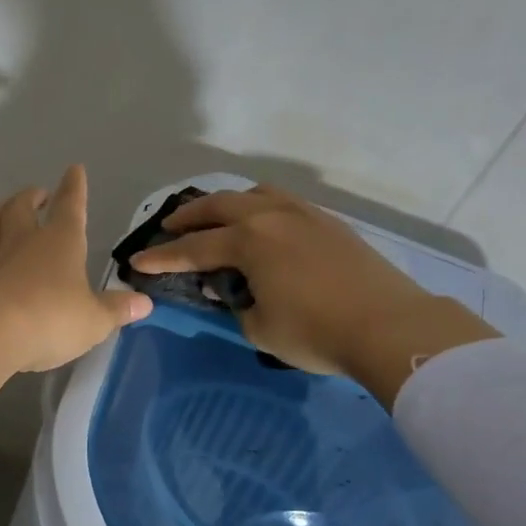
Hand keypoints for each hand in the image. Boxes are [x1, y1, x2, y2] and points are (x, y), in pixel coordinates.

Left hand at [0, 165, 151, 373]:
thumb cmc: (54, 317)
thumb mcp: (96, 319)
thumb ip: (117, 310)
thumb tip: (144, 303)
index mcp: (60, 242)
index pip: (70, 206)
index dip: (74, 188)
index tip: (74, 169)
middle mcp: (25, 244)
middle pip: (21, 209)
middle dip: (29, 197)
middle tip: (35, 193)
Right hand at [128, 185, 496, 402]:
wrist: (389, 325)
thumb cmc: (316, 332)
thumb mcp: (260, 327)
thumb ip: (236, 304)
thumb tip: (233, 289)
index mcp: (248, 241)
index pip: (193, 249)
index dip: (162, 258)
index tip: (137, 262)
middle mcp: (271, 216)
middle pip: (218, 206)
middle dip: (188, 217)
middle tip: (168, 227)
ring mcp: (304, 214)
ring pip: (255, 194)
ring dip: (227, 204)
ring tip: (218, 218)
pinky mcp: (329, 222)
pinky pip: (283, 202)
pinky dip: (260, 207)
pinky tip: (264, 225)